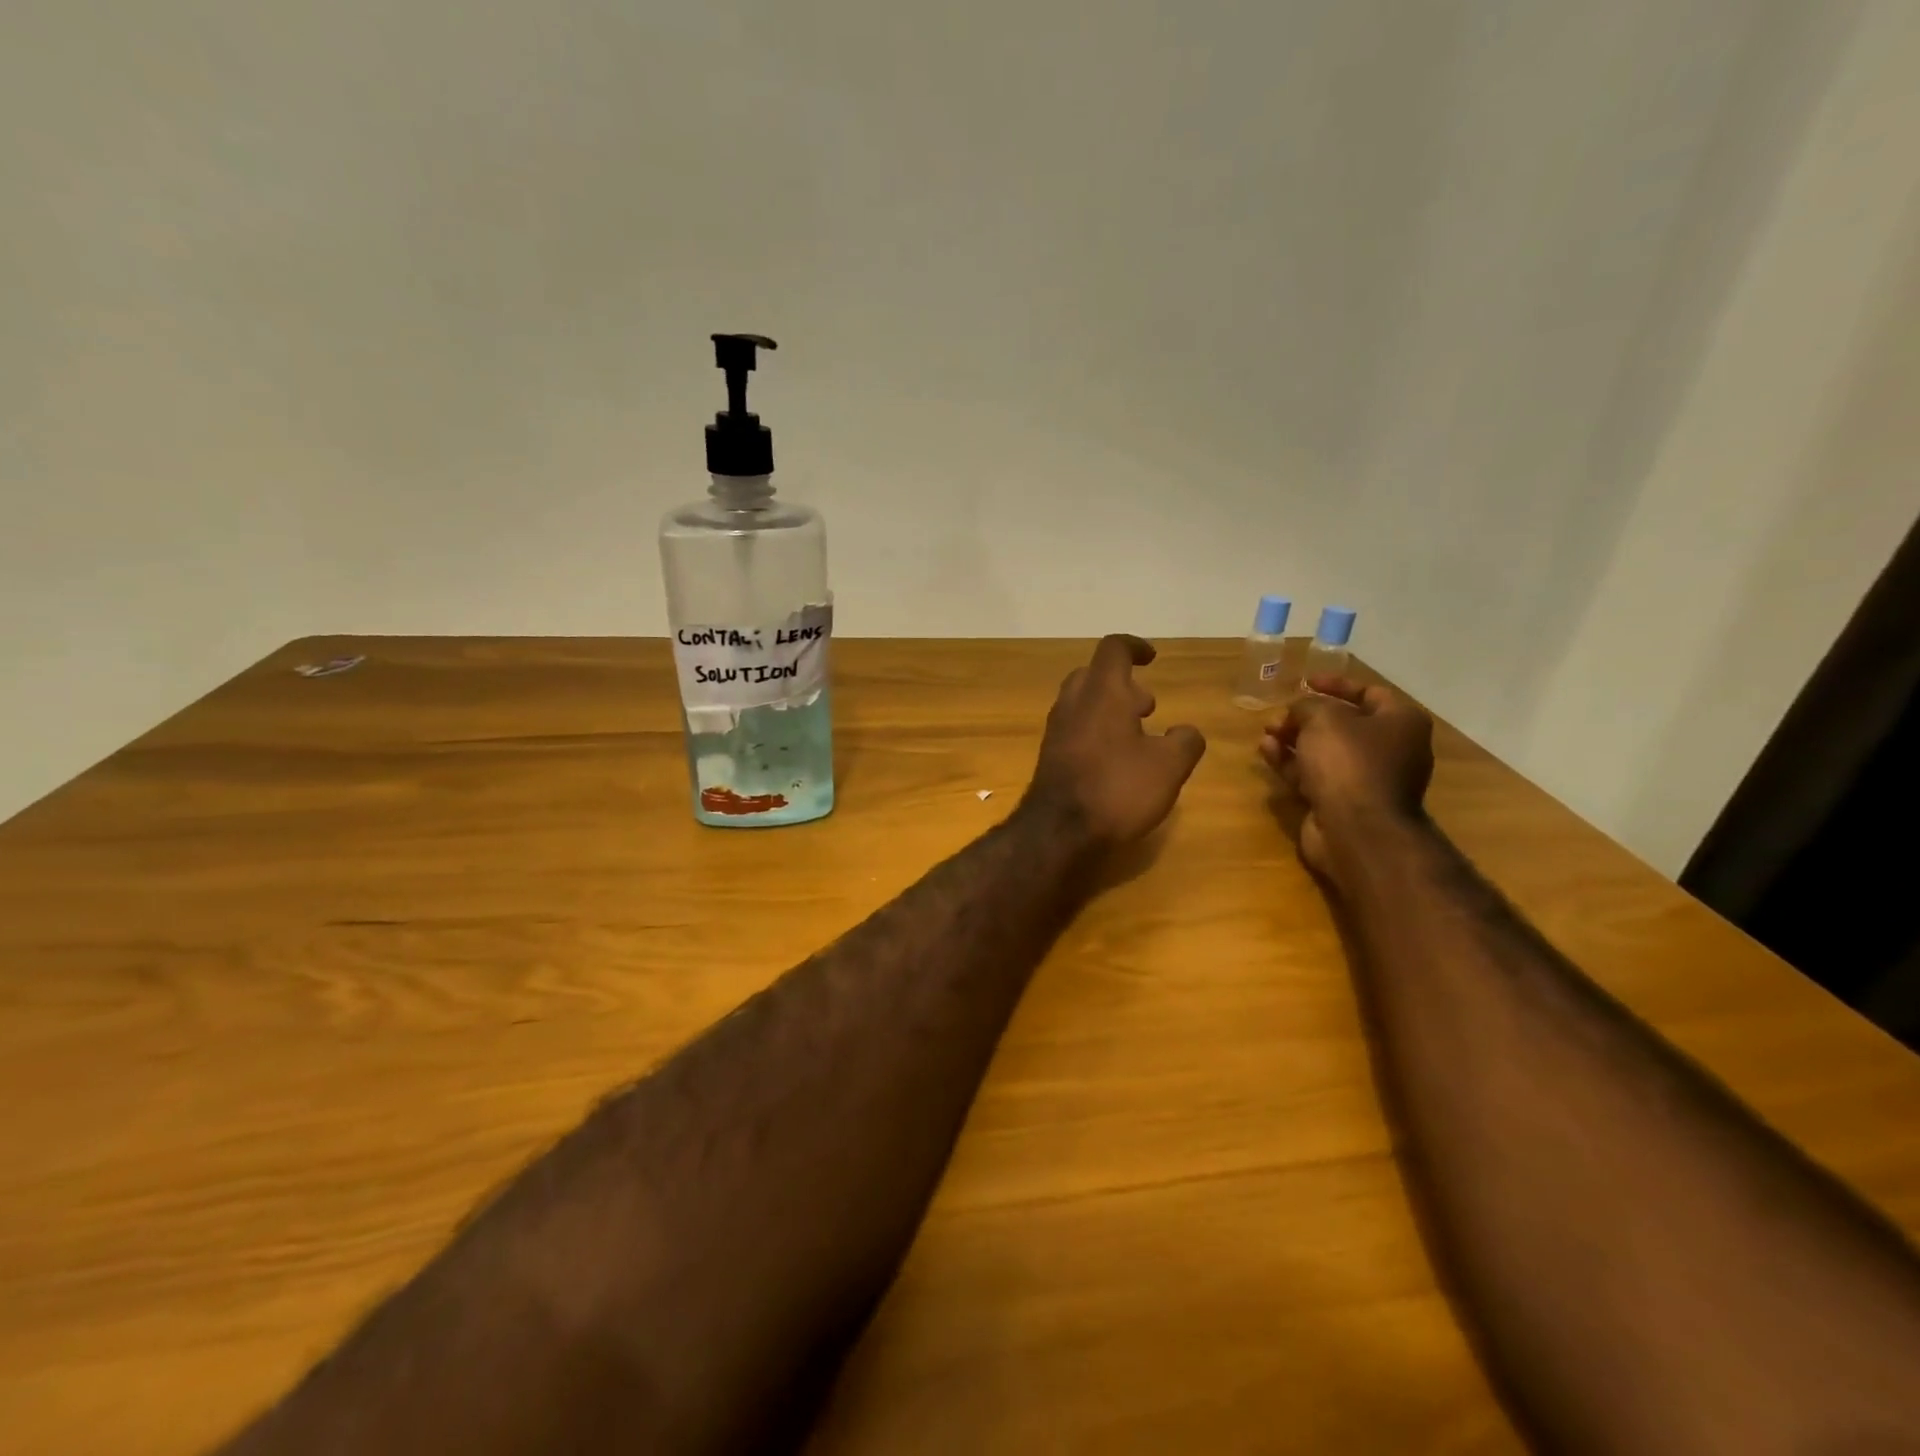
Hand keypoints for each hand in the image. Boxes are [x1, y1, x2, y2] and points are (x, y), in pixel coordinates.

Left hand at [1025, 635, 1206, 847]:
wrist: (1058, 832)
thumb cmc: (1117, 789)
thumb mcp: (1169, 766)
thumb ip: (1185, 741)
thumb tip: (1185, 731)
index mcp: (1102, 692)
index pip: (1114, 649)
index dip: (1135, 647)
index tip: (1152, 658)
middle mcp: (1073, 703)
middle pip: (1093, 675)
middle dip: (1122, 683)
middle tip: (1147, 707)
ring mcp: (1056, 731)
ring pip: (1082, 703)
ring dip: (1109, 710)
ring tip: (1138, 736)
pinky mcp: (1050, 757)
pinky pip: (1074, 730)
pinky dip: (1096, 732)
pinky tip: (1115, 761)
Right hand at [1259, 677, 1433, 873]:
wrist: (1356, 829)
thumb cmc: (1348, 762)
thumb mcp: (1323, 719)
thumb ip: (1307, 706)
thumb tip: (1299, 710)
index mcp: (1401, 723)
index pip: (1369, 693)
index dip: (1336, 685)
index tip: (1306, 682)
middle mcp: (1390, 749)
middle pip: (1344, 724)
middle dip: (1306, 717)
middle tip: (1279, 715)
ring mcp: (1366, 779)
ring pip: (1325, 752)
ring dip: (1294, 740)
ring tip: (1266, 732)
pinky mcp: (1342, 802)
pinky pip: (1314, 775)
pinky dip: (1291, 763)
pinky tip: (1266, 752)